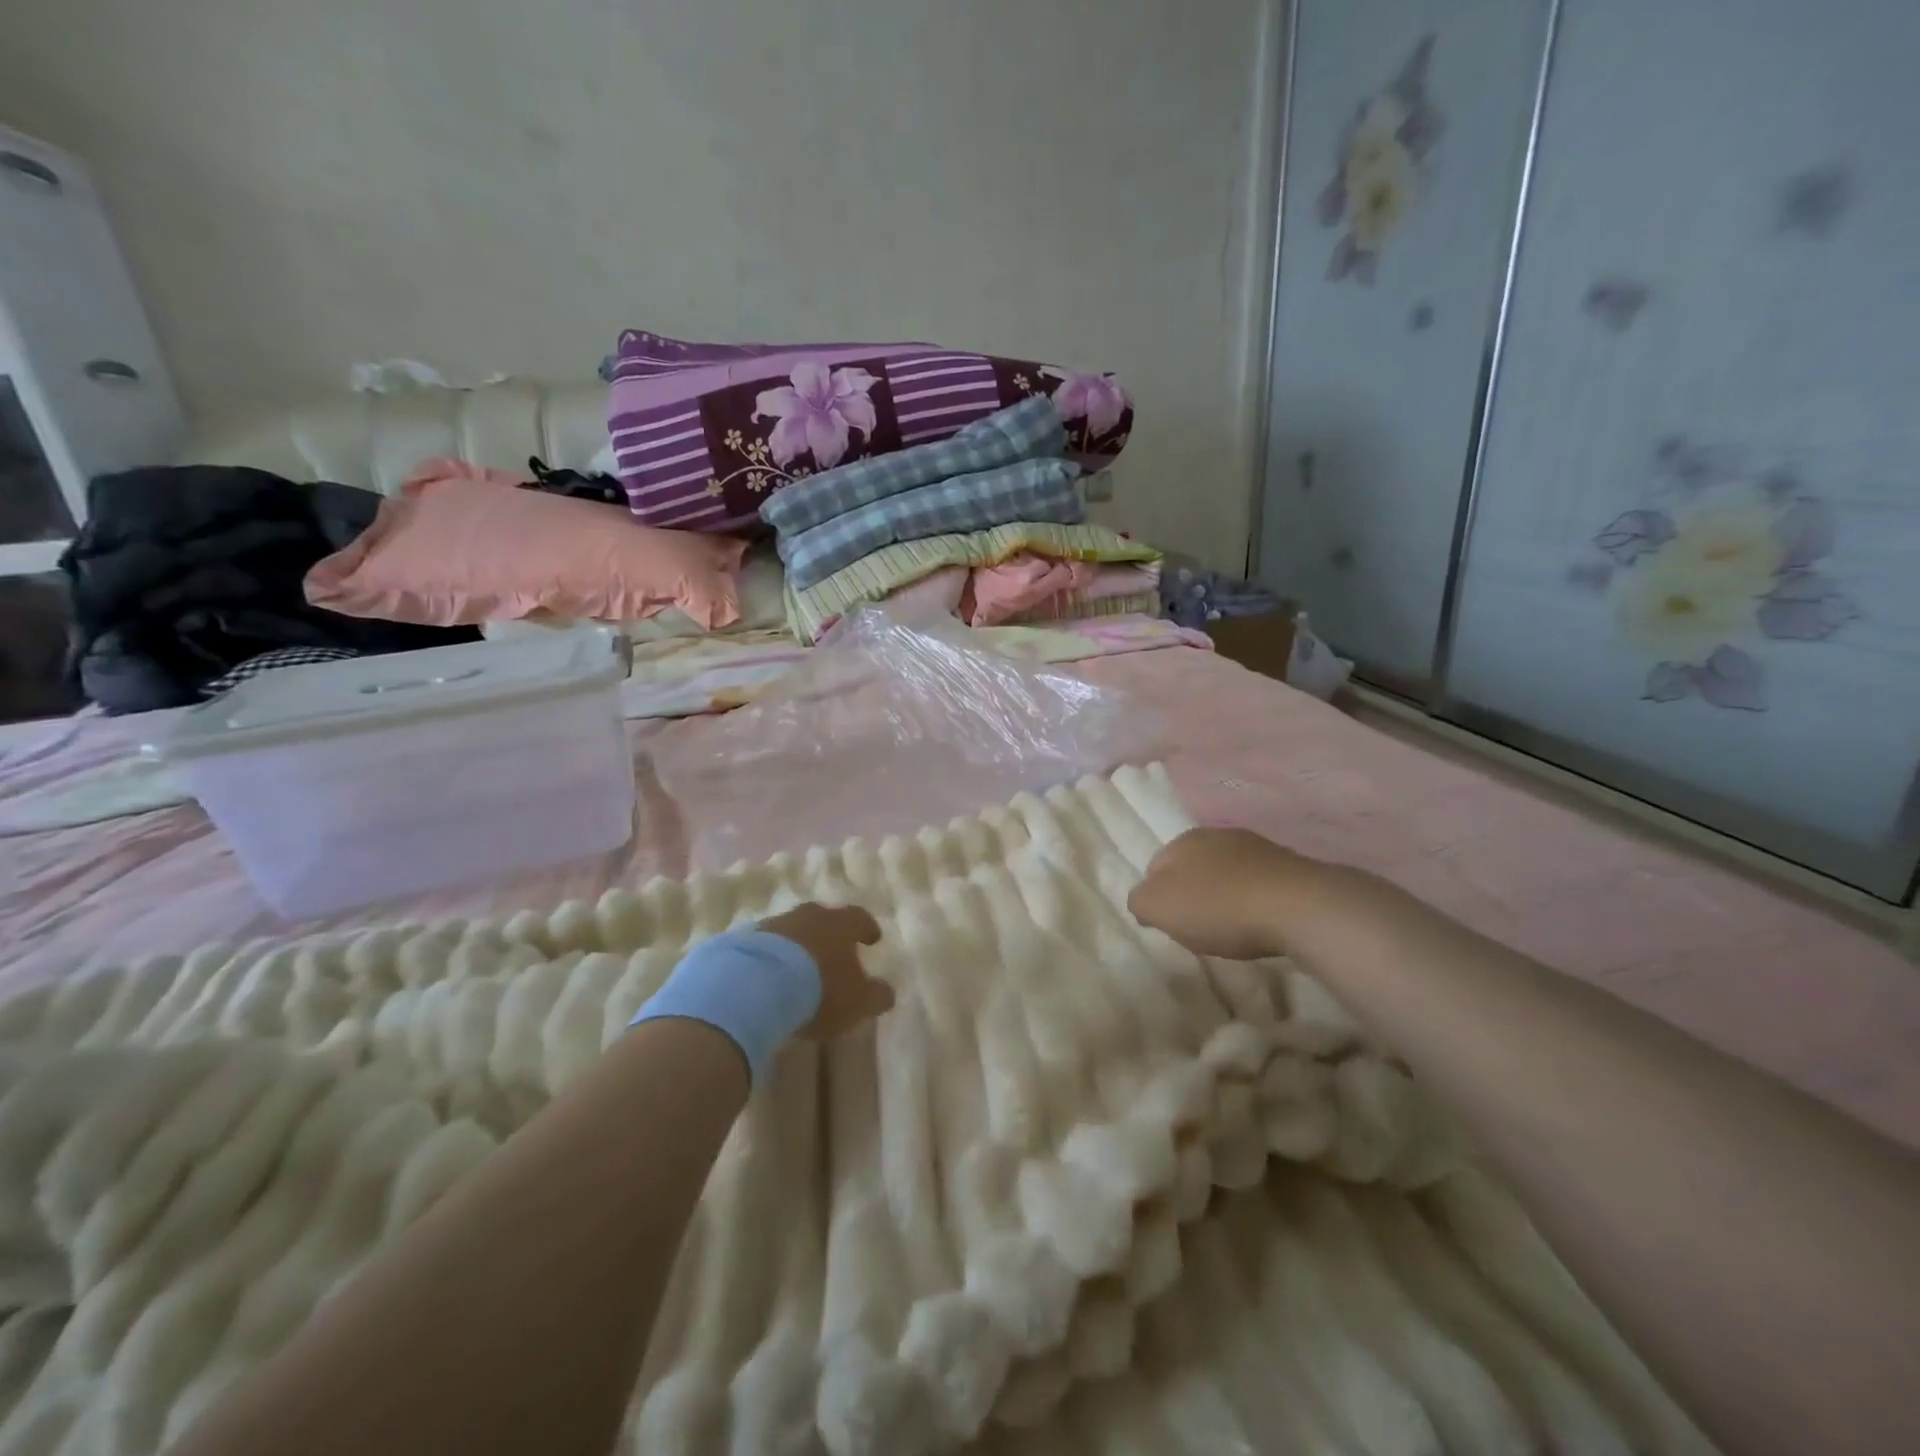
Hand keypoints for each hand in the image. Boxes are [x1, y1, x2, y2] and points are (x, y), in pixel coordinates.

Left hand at [760, 903, 893, 1038]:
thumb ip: (876, 995)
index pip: (859, 919)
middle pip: (823, 919)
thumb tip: (887, 992)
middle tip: (833, 951)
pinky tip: (767, 978)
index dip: (867, 928)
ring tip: (797, 969)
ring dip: (797, 946)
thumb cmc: (818, 990)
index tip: (873, 938)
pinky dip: (770, 959)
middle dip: (829, 934)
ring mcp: (773, 925)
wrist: (752, 986)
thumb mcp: (857, 1001)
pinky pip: (763, 947)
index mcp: (840, 924)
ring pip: (791, 931)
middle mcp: (808, 916)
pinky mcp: (742, 940)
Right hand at [1127, 826, 1330, 959]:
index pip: (1155, 867)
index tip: (1168, 924)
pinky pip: (1256, 882)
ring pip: (1225, 872)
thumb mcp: (1158, 908)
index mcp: (1181, 841)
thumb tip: (1143, 901)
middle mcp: (1215, 834)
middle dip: (1191, 892)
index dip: (1157, 897)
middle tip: (1197, 926)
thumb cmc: (1219, 906)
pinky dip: (1252, 898)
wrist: (1299, 906)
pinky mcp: (1287, 864)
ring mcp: (1255, 846)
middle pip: (1191, 867)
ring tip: (1231, 926)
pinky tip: (1259, 919)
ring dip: (1223, 893)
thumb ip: (1139, 901)